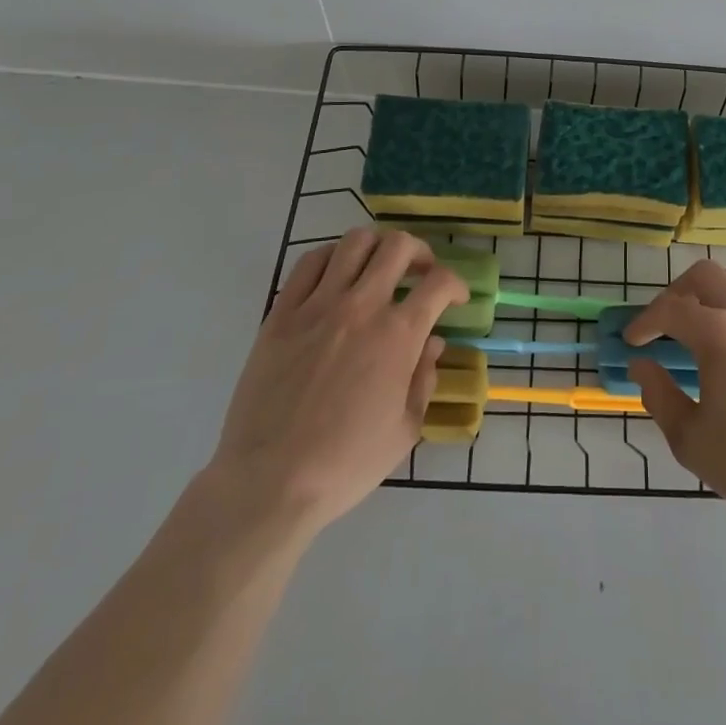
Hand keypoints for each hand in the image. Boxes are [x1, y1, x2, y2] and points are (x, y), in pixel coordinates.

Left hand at [206, 228, 467, 544]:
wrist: (268, 482)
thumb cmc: (344, 464)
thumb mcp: (404, 430)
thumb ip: (424, 379)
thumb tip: (432, 344)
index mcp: (398, 335)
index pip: (440, 282)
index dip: (456, 284)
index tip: (456, 299)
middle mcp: (362, 306)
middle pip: (399, 246)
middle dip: (420, 252)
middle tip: (420, 273)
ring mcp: (319, 304)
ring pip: (355, 242)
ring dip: (377, 247)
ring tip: (378, 267)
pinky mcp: (282, 312)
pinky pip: (309, 262)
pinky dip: (331, 257)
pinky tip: (337, 275)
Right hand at [625, 259, 725, 532]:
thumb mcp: (690, 439)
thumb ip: (658, 394)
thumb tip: (641, 365)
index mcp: (718, 334)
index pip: (669, 309)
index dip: (645, 321)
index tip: (633, 341)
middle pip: (704, 274)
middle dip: (677, 292)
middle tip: (667, 323)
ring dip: (715, 292)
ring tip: (706, 323)